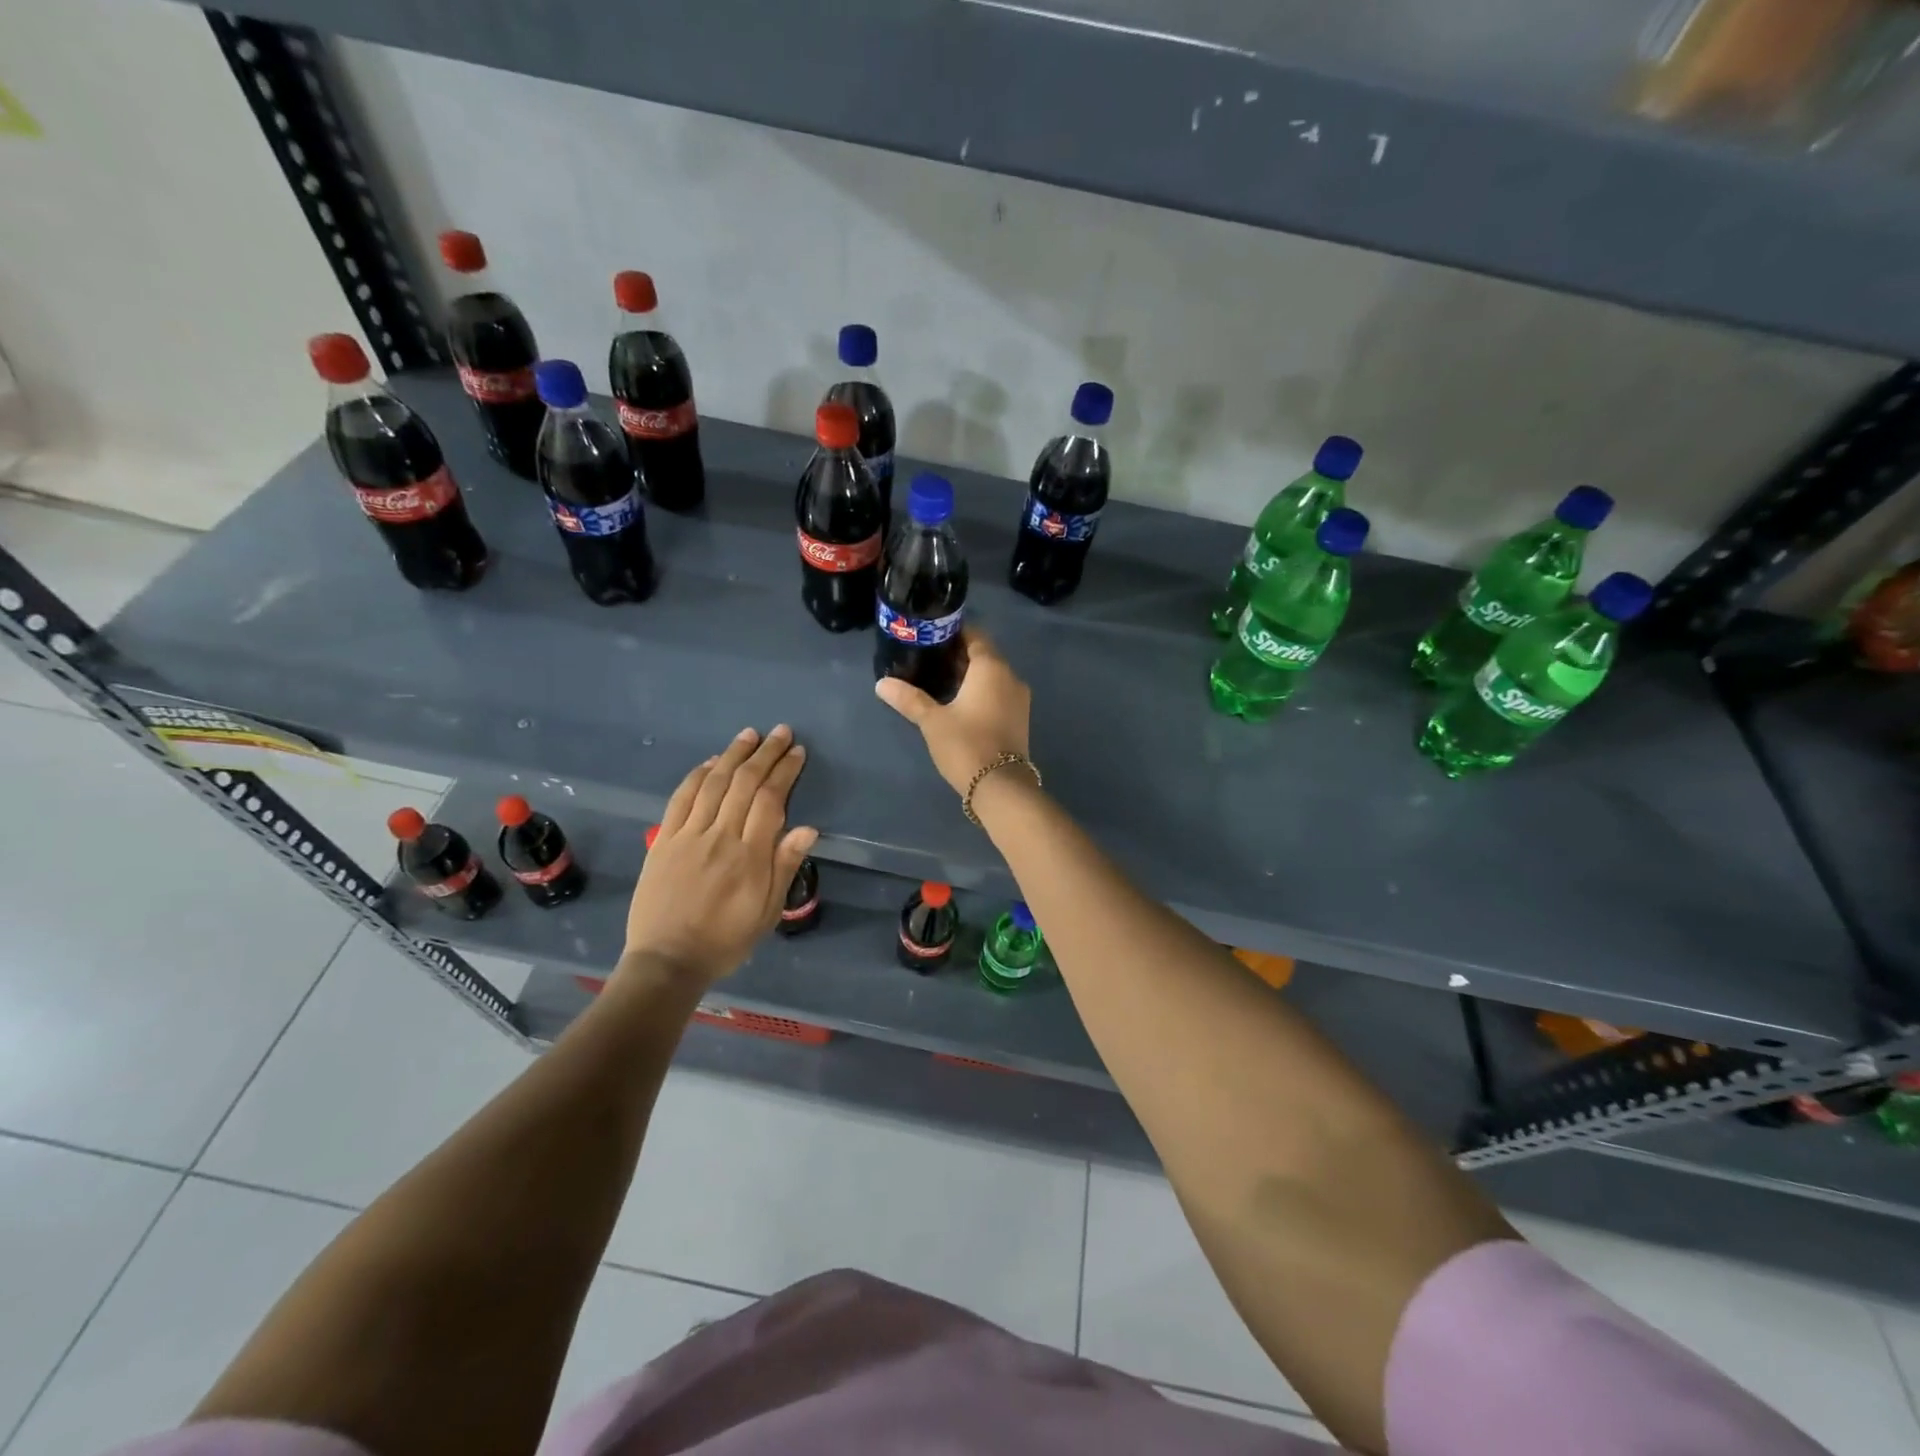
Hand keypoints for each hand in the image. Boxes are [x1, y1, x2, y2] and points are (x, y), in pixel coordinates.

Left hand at [622, 725, 817, 983]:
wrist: (667, 960)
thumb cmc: (726, 940)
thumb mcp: (768, 911)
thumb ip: (785, 866)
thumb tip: (808, 827)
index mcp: (749, 855)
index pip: (771, 799)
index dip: (785, 771)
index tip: (797, 753)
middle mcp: (720, 836)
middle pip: (745, 783)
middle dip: (765, 753)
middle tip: (781, 733)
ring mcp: (688, 835)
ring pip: (714, 783)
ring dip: (733, 754)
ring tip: (749, 735)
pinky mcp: (664, 840)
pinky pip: (681, 798)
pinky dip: (697, 775)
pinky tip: (711, 761)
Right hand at [874, 629, 1031, 794]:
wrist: (1000, 786)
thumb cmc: (966, 744)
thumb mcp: (932, 721)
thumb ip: (909, 698)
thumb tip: (881, 684)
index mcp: (992, 668)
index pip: (975, 636)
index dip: (953, 633)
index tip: (930, 637)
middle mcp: (1010, 677)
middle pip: (984, 656)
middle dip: (958, 656)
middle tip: (927, 660)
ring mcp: (1019, 699)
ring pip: (992, 676)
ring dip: (969, 676)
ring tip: (938, 681)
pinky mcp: (1019, 719)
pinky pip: (998, 694)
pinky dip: (980, 692)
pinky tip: (958, 703)